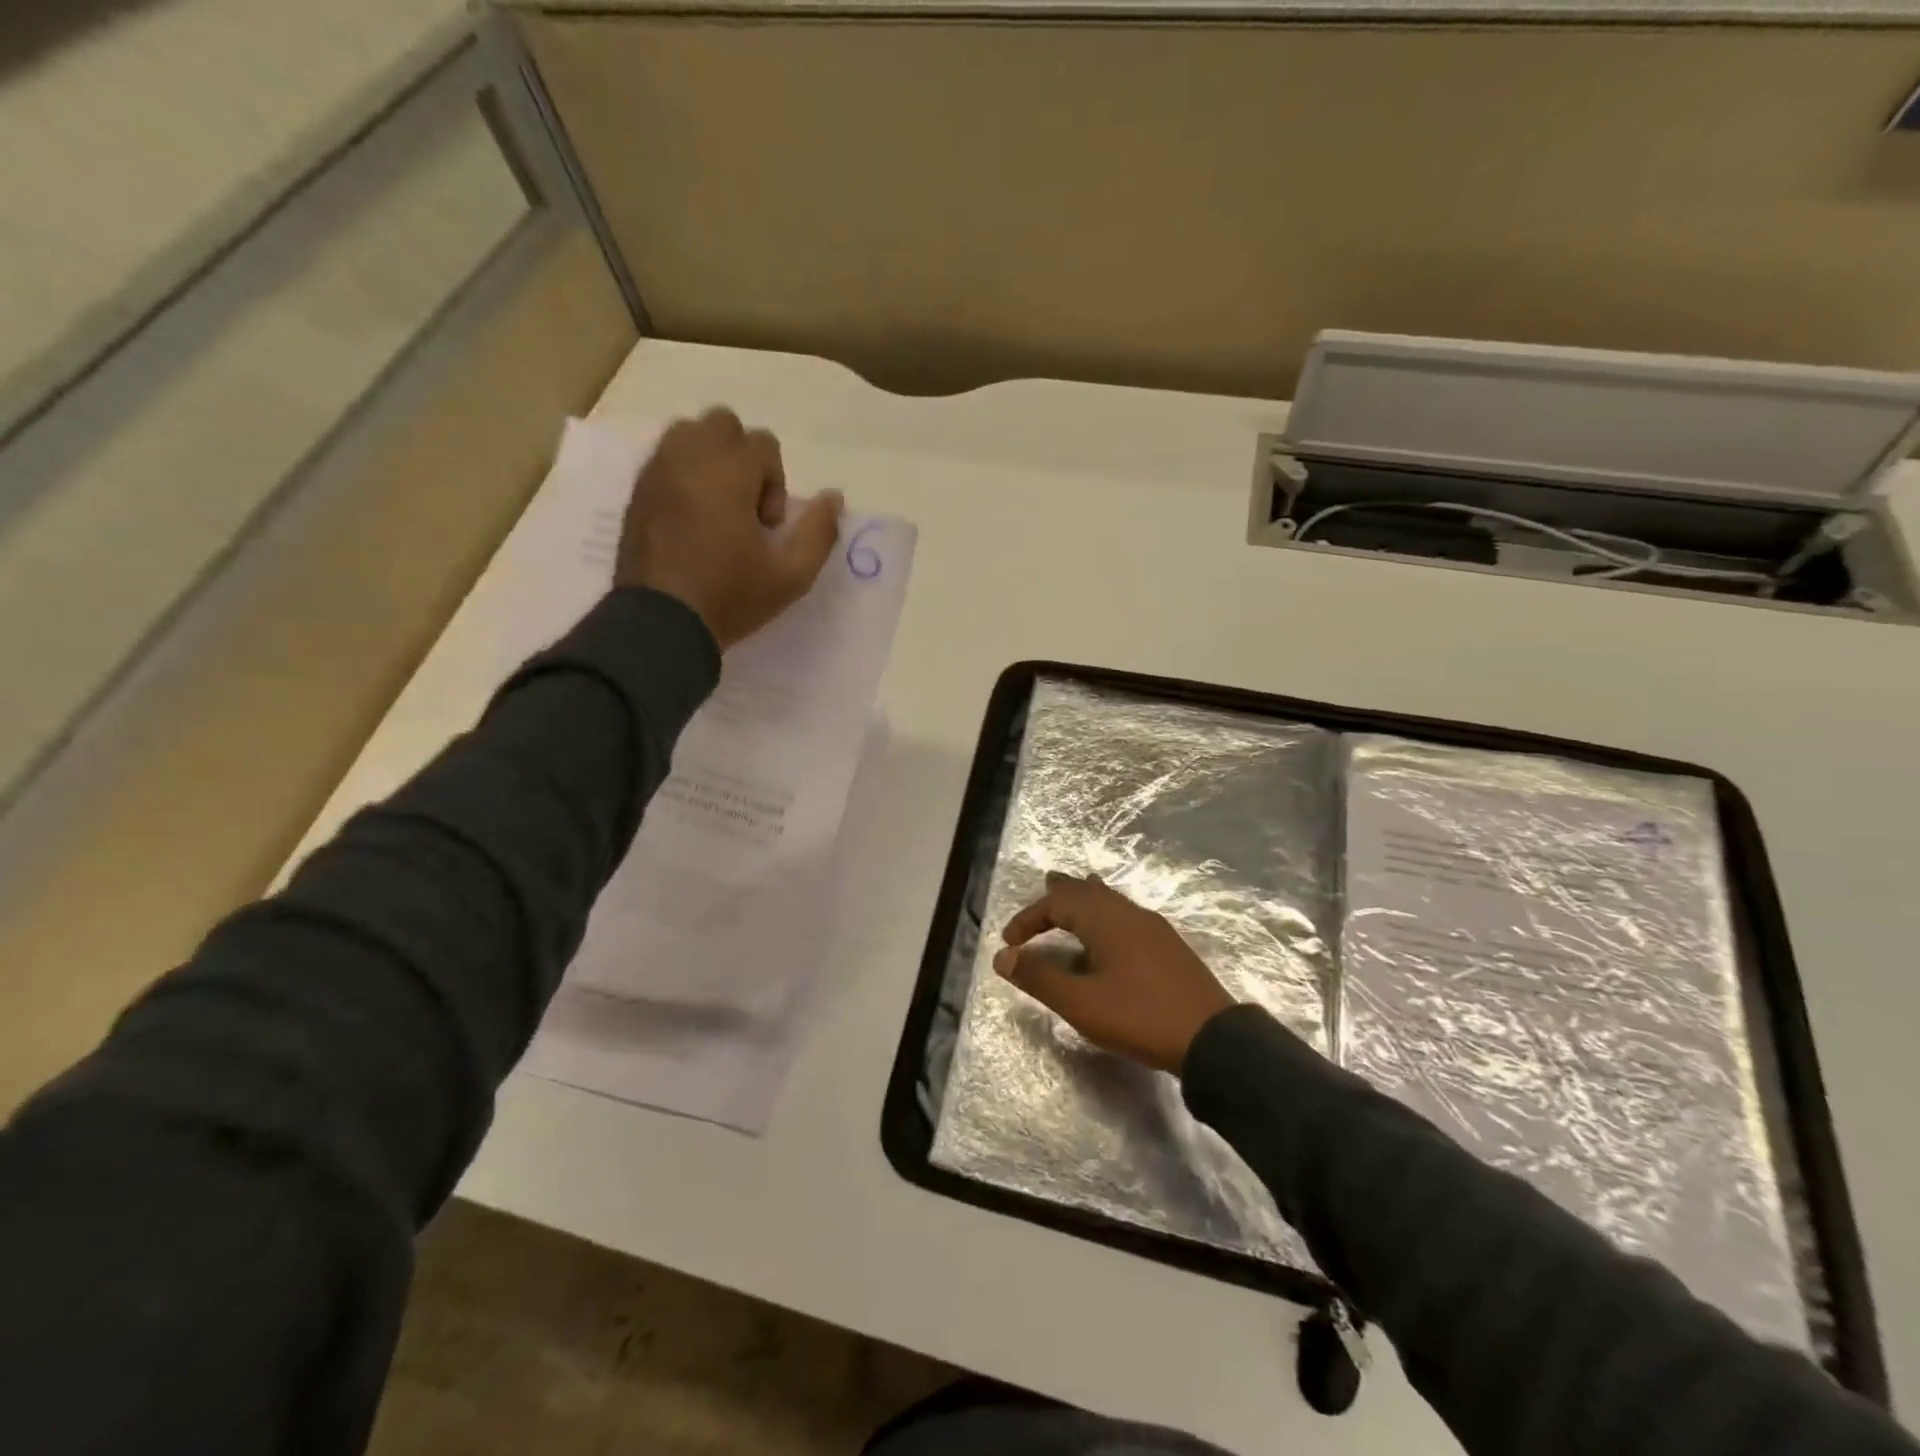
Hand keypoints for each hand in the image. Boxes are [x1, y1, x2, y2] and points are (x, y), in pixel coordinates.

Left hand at [616, 407, 843, 649]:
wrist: (661, 624)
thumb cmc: (730, 597)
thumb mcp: (792, 575)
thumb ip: (819, 532)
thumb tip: (834, 497)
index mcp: (729, 471)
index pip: (763, 443)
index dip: (775, 483)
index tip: (766, 527)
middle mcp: (689, 456)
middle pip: (723, 424)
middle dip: (741, 458)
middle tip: (743, 507)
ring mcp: (657, 471)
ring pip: (689, 434)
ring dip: (710, 460)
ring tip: (716, 508)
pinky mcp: (637, 490)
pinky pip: (665, 459)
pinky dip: (684, 474)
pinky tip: (690, 519)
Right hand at [993, 872, 1236, 1074]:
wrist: (1212, 1038)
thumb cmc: (1139, 1016)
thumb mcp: (1081, 1003)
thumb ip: (1039, 977)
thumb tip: (1003, 956)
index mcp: (1105, 919)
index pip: (1057, 903)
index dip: (1029, 918)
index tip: (1009, 941)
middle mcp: (1128, 913)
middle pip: (1088, 891)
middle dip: (1061, 892)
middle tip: (1044, 887)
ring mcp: (1153, 928)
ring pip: (1110, 900)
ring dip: (1085, 900)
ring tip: (1072, 902)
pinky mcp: (1168, 946)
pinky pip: (1126, 915)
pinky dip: (1105, 914)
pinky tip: (1109, 937)